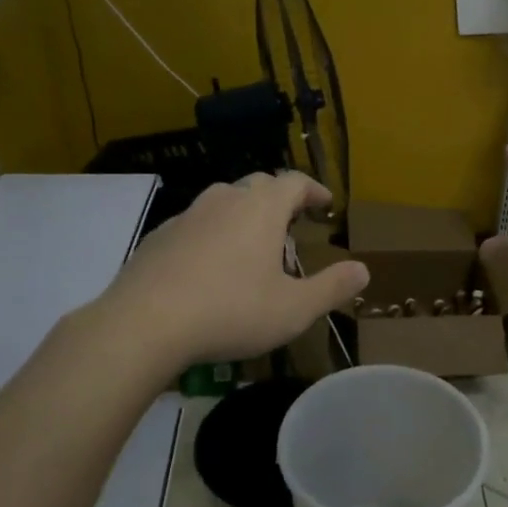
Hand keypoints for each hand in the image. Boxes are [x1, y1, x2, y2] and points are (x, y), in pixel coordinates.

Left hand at [87, 172, 368, 371]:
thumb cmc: (231, 311)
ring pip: (224, 202)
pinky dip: (212, 235)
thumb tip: (363, 269)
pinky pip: (195, 225)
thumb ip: (332, 287)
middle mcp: (225, 200)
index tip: (324, 205)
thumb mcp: (294, 309)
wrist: (144, 324)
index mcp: (261, 208)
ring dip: (244, 215)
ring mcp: (187, 216)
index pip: (294, 182)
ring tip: (252, 246)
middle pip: (258, 185)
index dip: (313, 191)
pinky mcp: (159, 237)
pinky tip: (209, 267)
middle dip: (279, 200)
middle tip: (291, 225)